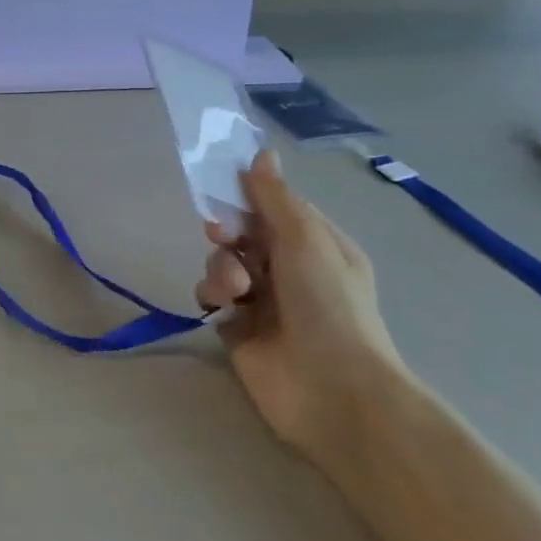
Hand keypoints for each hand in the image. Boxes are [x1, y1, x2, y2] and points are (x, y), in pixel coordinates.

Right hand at [195, 151, 412, 458]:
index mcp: (317, 245)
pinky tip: (224, 307)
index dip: (248, 197)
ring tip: (235, 290)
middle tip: (223, 236)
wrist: (329, 387)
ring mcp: (262, 301)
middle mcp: (289, 270)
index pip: (275, 207)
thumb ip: (274, 197)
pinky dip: (213, 295)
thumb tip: (262, 153)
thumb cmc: (326, 304)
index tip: (224, 188)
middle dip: (229, 232)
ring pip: (223, 263)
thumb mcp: (304, 239)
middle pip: (243, 234)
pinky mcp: (236, 328)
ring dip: (222, 268)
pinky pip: (211, 296)